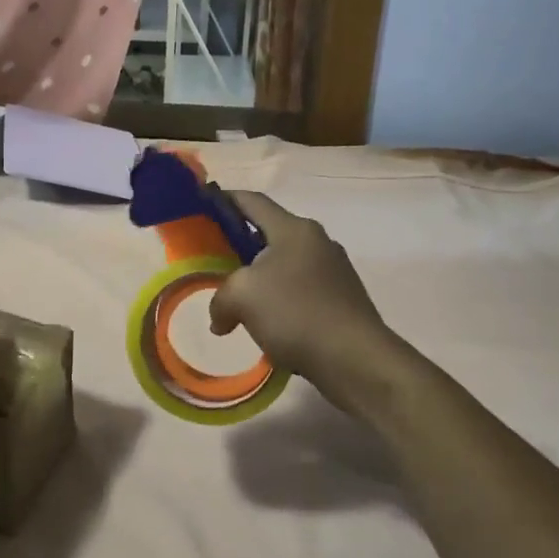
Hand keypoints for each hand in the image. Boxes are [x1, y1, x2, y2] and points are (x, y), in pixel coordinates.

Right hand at [208, 192, 395, 407]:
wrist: (355, 358)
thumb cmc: (295, 313)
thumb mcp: (242, 297)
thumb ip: (220, 299)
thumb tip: (221, 319)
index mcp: (294, 229)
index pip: (253, 201)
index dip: (225, 199)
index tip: (204, 202)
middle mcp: (317, 241)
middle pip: (269, 234)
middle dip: (240, 245)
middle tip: (214, 261)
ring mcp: (334, 270)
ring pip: (285, 265)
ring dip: (260, 278)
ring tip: (238, 300)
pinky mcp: (343, 299)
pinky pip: (301, 290)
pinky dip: (280, 300)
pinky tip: (268, 325)